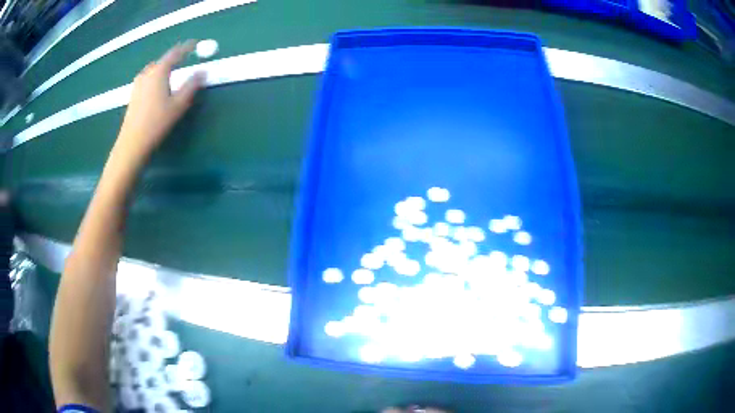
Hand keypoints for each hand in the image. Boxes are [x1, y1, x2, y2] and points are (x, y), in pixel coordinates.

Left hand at [114, 41, 205, 163]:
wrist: (132, 142)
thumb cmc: (157, 122)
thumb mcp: (178, 104)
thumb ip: (192, 85)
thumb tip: (203, 71)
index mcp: (159, 71)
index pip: (175, 53)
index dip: (186, 47)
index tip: (195, 44)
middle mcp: (147, 73)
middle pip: (163, 61)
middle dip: (174, 59)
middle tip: (184, 60)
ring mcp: (138, 84)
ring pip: (154, 70)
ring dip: (164, 69)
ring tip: (172, 75)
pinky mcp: (133, 94)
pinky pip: (147, 79)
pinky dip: (156, 78)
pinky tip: (158, 89)